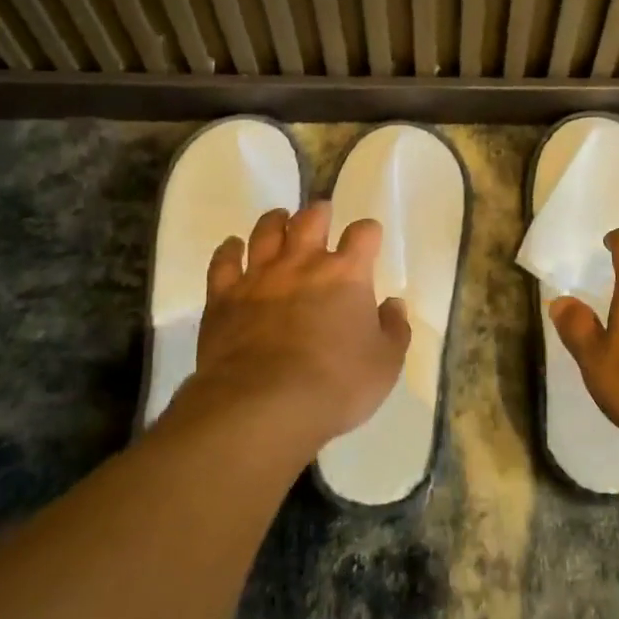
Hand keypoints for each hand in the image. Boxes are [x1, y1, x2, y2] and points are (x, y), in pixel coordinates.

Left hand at [189, 202, 410, 447]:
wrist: (264, 406)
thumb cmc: (336, 385)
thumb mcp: (385, 364)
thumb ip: (394, 329)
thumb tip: (393, 304)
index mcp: (347, 273)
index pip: (363, 233)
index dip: (369, 232)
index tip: (369, 238)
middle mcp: (303, 262)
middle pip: (311, 219)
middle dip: (319, 213)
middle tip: (321, 214)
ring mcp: (260, 276)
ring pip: (266, 231)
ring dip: (275, 221)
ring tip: (280, 220)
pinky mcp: (224, 297)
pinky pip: (224, 261)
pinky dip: (229, 250)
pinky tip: (232, 246)